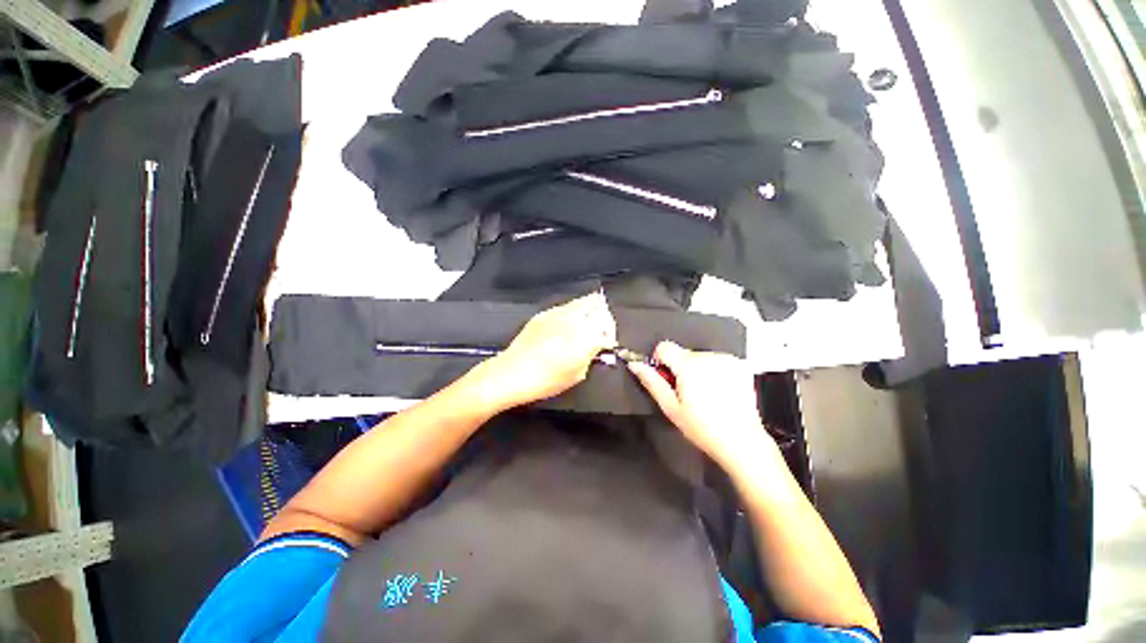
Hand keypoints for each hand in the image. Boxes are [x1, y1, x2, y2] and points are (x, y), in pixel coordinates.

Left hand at [478, 293, 615, 407]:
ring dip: (588, 310)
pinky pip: (565, 306)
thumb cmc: (547, 380)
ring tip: (584, 327)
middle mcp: (573, 318)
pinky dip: (572, 313)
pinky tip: (566, 328)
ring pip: (581, 300)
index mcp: (585, 335)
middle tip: (599, 330)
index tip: (606, 342)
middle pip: (597, 302)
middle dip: (602, 314)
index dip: (610, 331)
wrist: (512, 373)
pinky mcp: (544, 313)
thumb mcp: (577, 374)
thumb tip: (598, 345)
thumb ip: (592, 355)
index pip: (607, 320)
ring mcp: (557, 313)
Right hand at [629, 342, 773, 473]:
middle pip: (682, 353)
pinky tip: (718, 391)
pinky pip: (716, 360)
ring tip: (704, 395)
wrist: (741, 442)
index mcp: (689, 366)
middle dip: (680, 369)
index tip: (665, 376)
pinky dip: (713, 371)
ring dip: (697, 370)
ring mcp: (726, 360)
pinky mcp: (738, 365)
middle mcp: (708, 358)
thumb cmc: (705, 429)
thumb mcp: (670, 407)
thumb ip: (651, 381)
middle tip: (686, 393)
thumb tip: (635, 365)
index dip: (659, 360)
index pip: (664, 346)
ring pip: (699, 357)